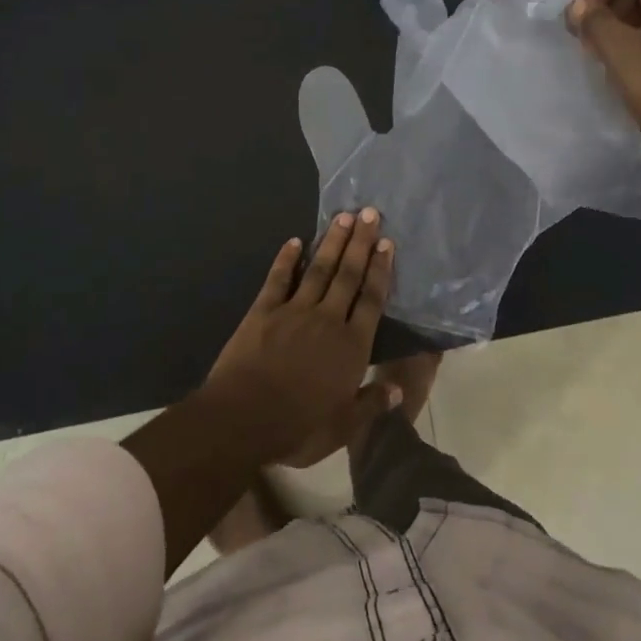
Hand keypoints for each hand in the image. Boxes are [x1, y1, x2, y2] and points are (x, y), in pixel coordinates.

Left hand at [205, 209, 396, 465]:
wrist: (242, 420)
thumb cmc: (297, 428)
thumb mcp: (342, 428)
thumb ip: (371, 404)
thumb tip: (399, 389)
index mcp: (350, 347)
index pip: (371, 300)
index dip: (380, 270)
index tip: (387, 243)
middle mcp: (327, 320)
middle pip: (348, 275)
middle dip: (360, 243)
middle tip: (369, 212)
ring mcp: (294, 311)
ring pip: (319, 270)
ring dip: (332, 242)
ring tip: (343, 216)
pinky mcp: (263, 311)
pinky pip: (278, 279)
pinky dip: (286, 259)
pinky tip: (294, 241)